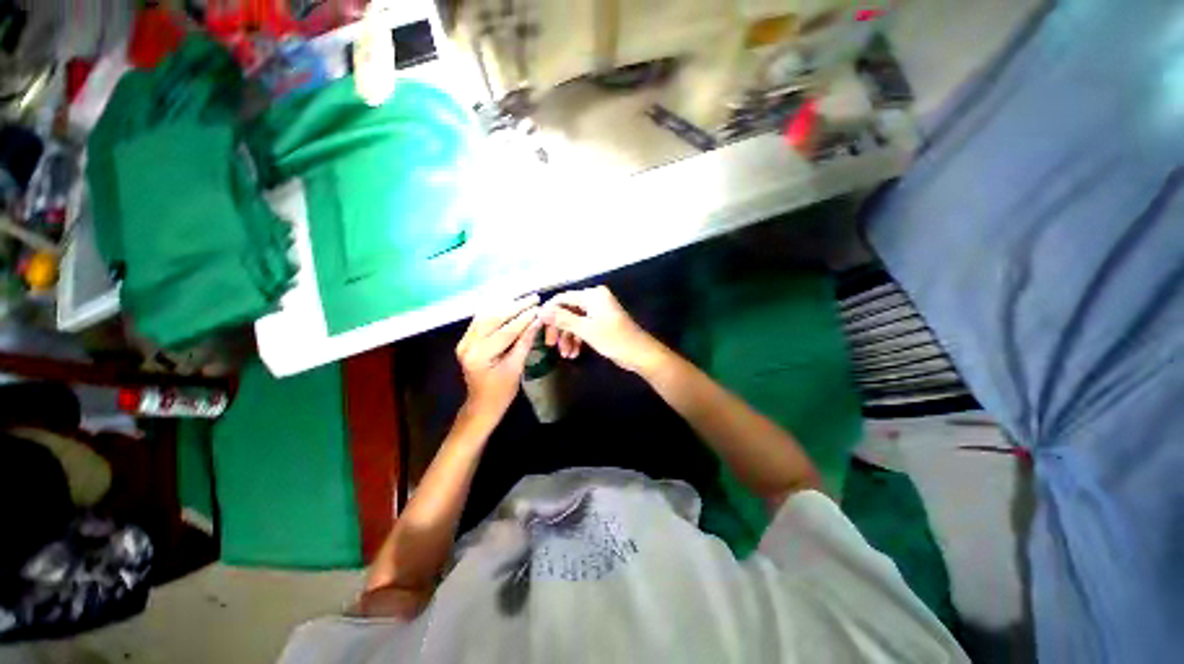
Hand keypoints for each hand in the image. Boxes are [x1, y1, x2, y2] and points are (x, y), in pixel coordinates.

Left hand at [456, 295, 541, 423]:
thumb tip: (538, 321)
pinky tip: (508, 304)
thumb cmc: (501, 392)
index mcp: (480, 355)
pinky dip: (496, 311)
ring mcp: (464, 341)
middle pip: (494, 318)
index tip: (539, 308)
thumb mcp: (516, 368)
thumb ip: (525, 342)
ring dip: (506, 306)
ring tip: (524, 299)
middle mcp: (468, 345)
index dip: (524, 318)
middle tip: (533, 298)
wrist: (481, 405)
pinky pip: (481, 320)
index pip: (506, 331)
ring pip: (486, 315)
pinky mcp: (466, 340)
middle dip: (516, 307)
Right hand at [540, 286, 659, 372]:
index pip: (562, 298)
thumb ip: (563, 319)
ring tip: (566, 355)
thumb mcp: (586, 329)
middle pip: (567, 311)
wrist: (639, 354)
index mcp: (592, 295)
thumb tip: (542, 311)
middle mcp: (594, 299)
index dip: (549, 312)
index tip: (538, 327)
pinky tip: (574, 354)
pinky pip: (583, 328)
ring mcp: (598, 311)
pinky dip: (577, 339)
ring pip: (574, 321)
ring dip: (568, 338)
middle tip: (551, 345)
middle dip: (559, 329)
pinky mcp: (601, 323)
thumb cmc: (614, 339)